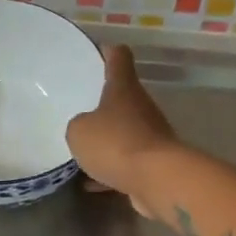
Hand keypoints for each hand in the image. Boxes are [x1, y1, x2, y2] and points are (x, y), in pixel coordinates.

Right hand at [65, 46, 179, 214]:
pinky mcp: (153, 164)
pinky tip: (90, 183)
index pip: (118, 58)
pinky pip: (126, 162)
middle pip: (123, 97)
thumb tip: (85, 129)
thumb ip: (78, 125)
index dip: (108, 52)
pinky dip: (110, 169)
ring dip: (107, 140)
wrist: (157, 179)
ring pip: (124, 132)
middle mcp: (141, 107)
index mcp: (123, 88)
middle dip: (103, 103)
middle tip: (79, 109)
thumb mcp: (79, 131)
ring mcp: (151, 135)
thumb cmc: (115, 143)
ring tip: (81, 149)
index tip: (97, 52)